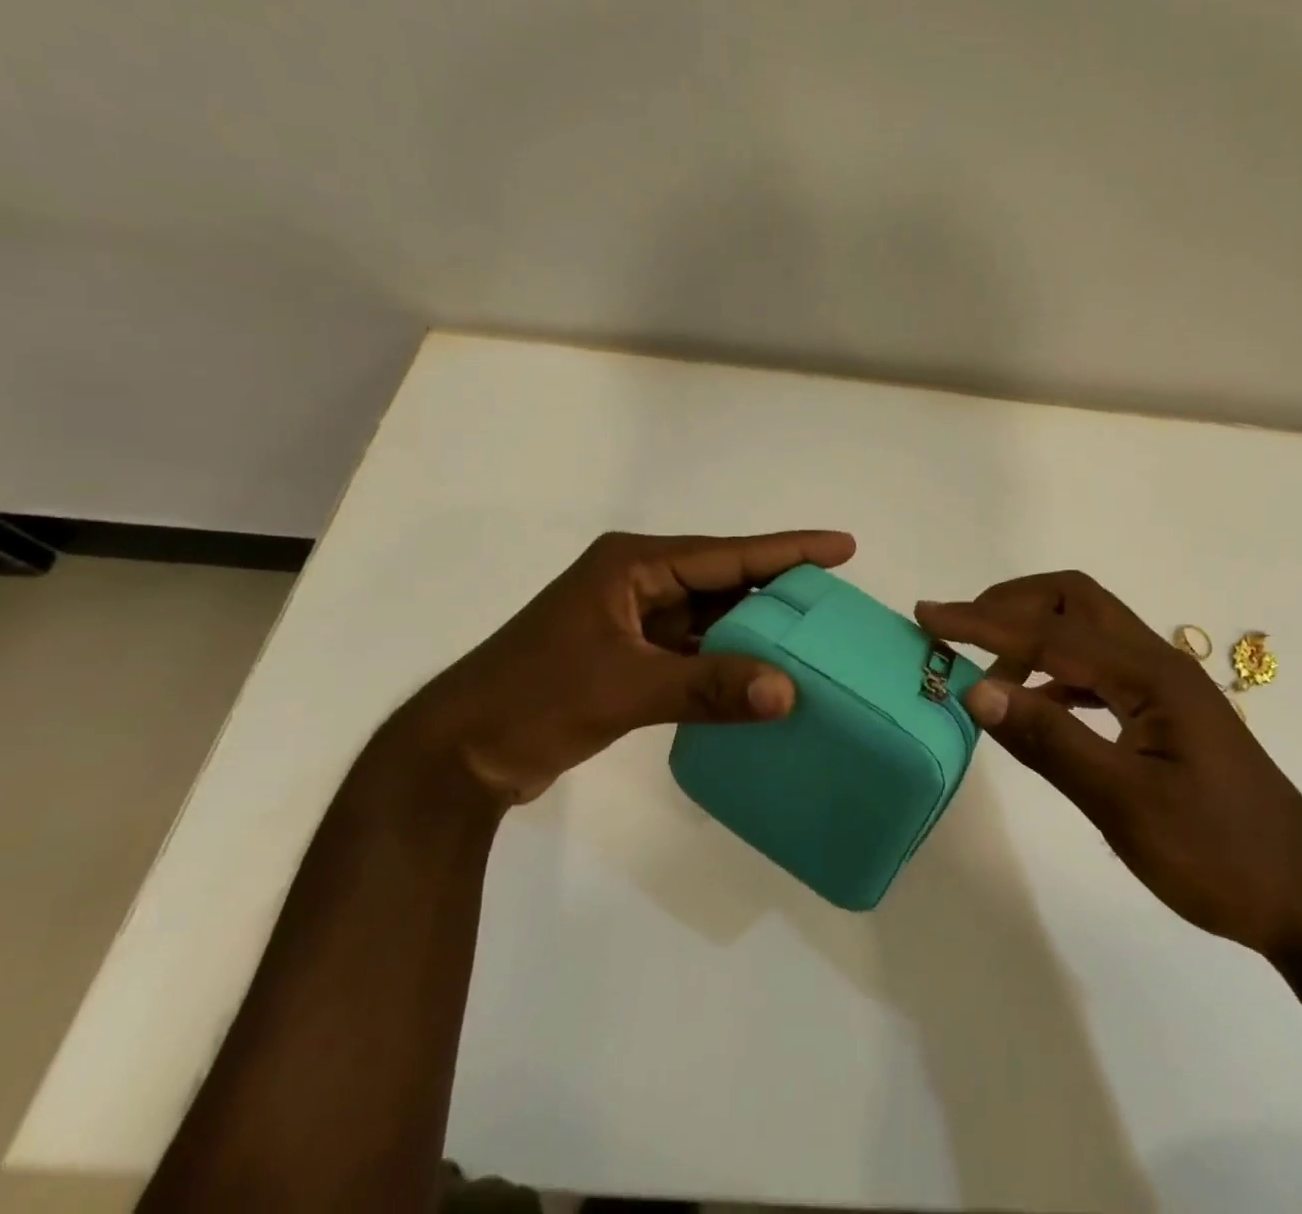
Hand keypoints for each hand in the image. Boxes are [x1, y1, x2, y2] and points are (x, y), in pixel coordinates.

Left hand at [413, 529, 855, 804]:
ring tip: (814, 634)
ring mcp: (633, 619)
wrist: (457, 756)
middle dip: (778, 589)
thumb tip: (788, 692)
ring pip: (711, 616)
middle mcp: (638, 582)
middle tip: (838, 597)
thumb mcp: (626, 687)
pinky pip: (695, 648)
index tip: (843, 545)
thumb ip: (710, 686)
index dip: (789, 550)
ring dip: (755, 628)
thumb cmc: (535, 700)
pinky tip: (765, 673)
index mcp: (635, 566)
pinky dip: (728, 660)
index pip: (728, 554)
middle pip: (725, 579)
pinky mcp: (630, 655)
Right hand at [916, 573, 1301, 987]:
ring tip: (987, 671)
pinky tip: (1037, 704)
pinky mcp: (1164, 711)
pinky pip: (1097, 668)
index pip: (1049, 631)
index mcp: (1149, 673)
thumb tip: (976, 688)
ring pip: (1087, 630)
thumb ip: (1050, 741)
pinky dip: (1056, 671)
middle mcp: (1156, 661)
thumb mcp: (1125, 804)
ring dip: (1033, 635)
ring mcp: (1163, 684)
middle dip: (1012, 604)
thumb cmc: (1218, 855)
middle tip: (959, 631)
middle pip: (1074, 600)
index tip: (927, 615)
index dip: (982, 622)